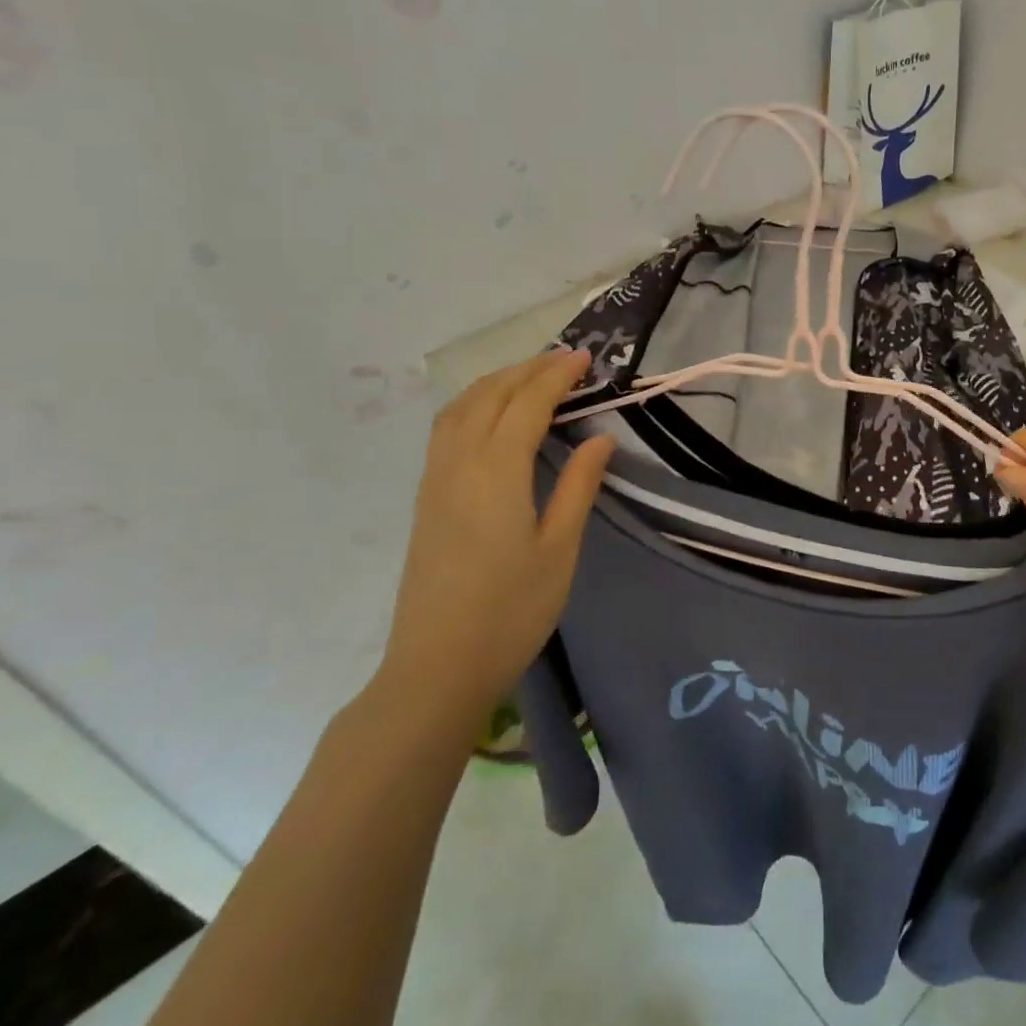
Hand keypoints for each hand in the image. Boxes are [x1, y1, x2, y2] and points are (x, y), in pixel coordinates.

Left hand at [377, 350, 613, 733]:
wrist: (437, 667)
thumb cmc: (511, 611)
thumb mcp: (559, 549)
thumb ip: (578, 486)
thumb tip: (600, 438)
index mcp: (496, 473)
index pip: (527, 404)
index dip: (556, 376)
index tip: (586, 359)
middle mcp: (458, 464)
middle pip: (489, 396)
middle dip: (528, 370)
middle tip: (567, 362)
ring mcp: (434, 480)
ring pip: (459, 409)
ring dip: (496, 382)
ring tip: (531, 377)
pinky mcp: (425, 499)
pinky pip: (446, 429)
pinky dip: (473, 404)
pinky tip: (491, 416)